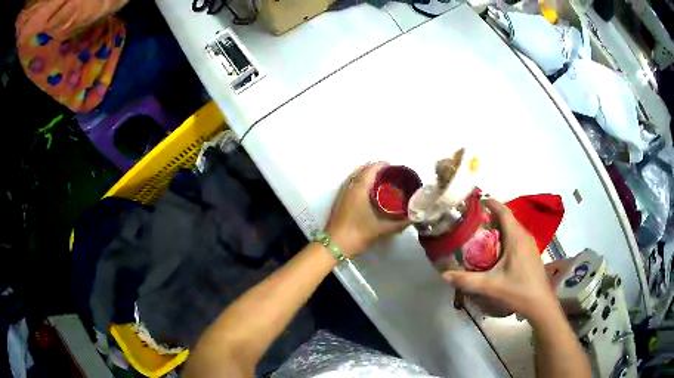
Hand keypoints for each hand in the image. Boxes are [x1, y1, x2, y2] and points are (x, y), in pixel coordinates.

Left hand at [325, 163, 410, 256]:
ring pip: (356, 176)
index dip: (383, 165)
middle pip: (363, 170)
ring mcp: (342, 193)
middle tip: (391, 177)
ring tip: (383, 183)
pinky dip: (361, 183)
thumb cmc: (358, 234)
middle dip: (377, 170)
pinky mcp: (339, 200)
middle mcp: (350, 186)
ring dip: (368, 176)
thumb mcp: (382, 229)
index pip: (372, 168)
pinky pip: (352, 184)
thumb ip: (400, 223)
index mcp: (359, 188)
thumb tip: (414, 218)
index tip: (396, 169)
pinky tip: (370, 194)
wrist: (334, 245)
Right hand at [442, 199, 556, 320]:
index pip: (504, 211)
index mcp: (516, 237)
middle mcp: (524, 236)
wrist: (540, 303)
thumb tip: (444, 275)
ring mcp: (530, 244)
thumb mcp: (490, 286)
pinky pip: (517, 237)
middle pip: (507, 219)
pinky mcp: (531, 253)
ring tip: (482, 235)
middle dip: (491, 217)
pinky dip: (505, 237)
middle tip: (473, 222)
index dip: (491, 203)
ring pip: (513, 228)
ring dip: (499, 227)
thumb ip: (467, 280)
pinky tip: (497, 251)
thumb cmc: (518, 290)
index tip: (476, 202)